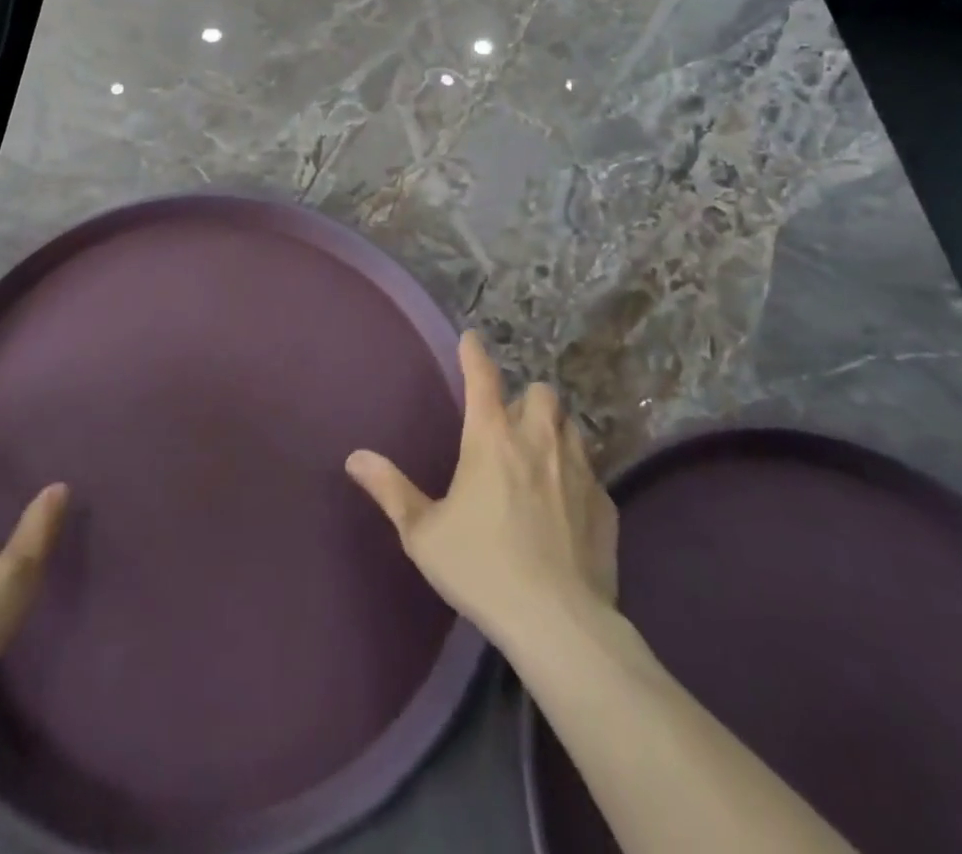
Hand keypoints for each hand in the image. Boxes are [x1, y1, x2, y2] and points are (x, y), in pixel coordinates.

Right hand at [346, 331, 618, 656]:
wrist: (559, 624)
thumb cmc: (482, 568)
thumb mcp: (423, 533)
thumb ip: (390, 489)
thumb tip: (355, 457)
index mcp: (491, 438)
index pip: (482, 377)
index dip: (474, 353)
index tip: (472, 339)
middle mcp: (538, 441)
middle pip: (541, 393)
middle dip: (526, 398)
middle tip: (510, 422)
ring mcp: (579, 471)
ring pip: (570, 426)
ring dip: (553, 429)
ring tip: (539, 454)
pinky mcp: (606, 505)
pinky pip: (591, 472)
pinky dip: (575, 474)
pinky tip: (565, 504)